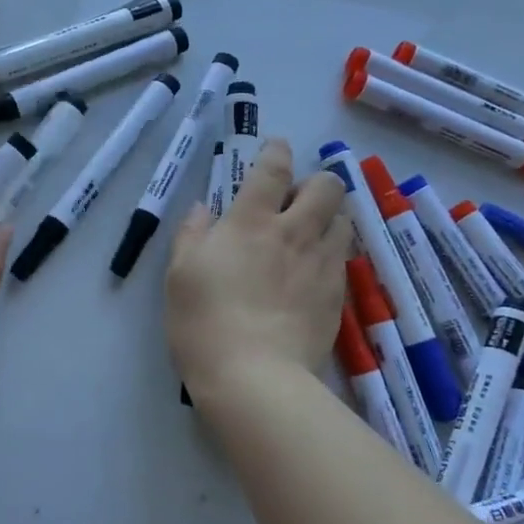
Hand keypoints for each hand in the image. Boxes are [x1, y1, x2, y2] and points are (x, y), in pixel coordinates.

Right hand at [165, 138, 350, 393]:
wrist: (253, 376)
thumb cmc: (204, 321)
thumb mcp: (180, 274)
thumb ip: (192, 234)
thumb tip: (203, 209)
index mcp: (250, 221)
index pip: (273, 169)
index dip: (276, 151)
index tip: (276, 147)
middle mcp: (293, 232)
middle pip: (326, 185)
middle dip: (315, 181)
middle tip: (294, 201)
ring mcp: (321, 264)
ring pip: (344, 219)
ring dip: (329, 216)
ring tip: (310, 234)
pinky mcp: (337, 295)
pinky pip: (342, 258)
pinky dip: (330, 253)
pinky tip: (312, 272)